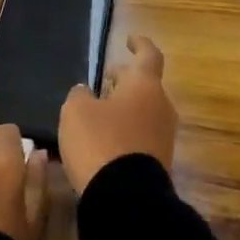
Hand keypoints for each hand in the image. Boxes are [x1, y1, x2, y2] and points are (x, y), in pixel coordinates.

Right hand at [58, 35, 178, 195]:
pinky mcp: (159, 161)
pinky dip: (125, 130)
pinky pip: (141, 135)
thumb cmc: (100, 142)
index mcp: (144, 85)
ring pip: (143, 110)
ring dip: (124, 106)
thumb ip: (80, 95)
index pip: (148, 55)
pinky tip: (104, 138)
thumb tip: (86, 92)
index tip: (129, 40)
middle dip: (125, 80)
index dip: (139, 44)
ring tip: (99, 110)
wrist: (127, 199)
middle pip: (145, 85)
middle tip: (105, 79)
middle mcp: (160, 106)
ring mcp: (163, 136)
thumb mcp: (76, 112)